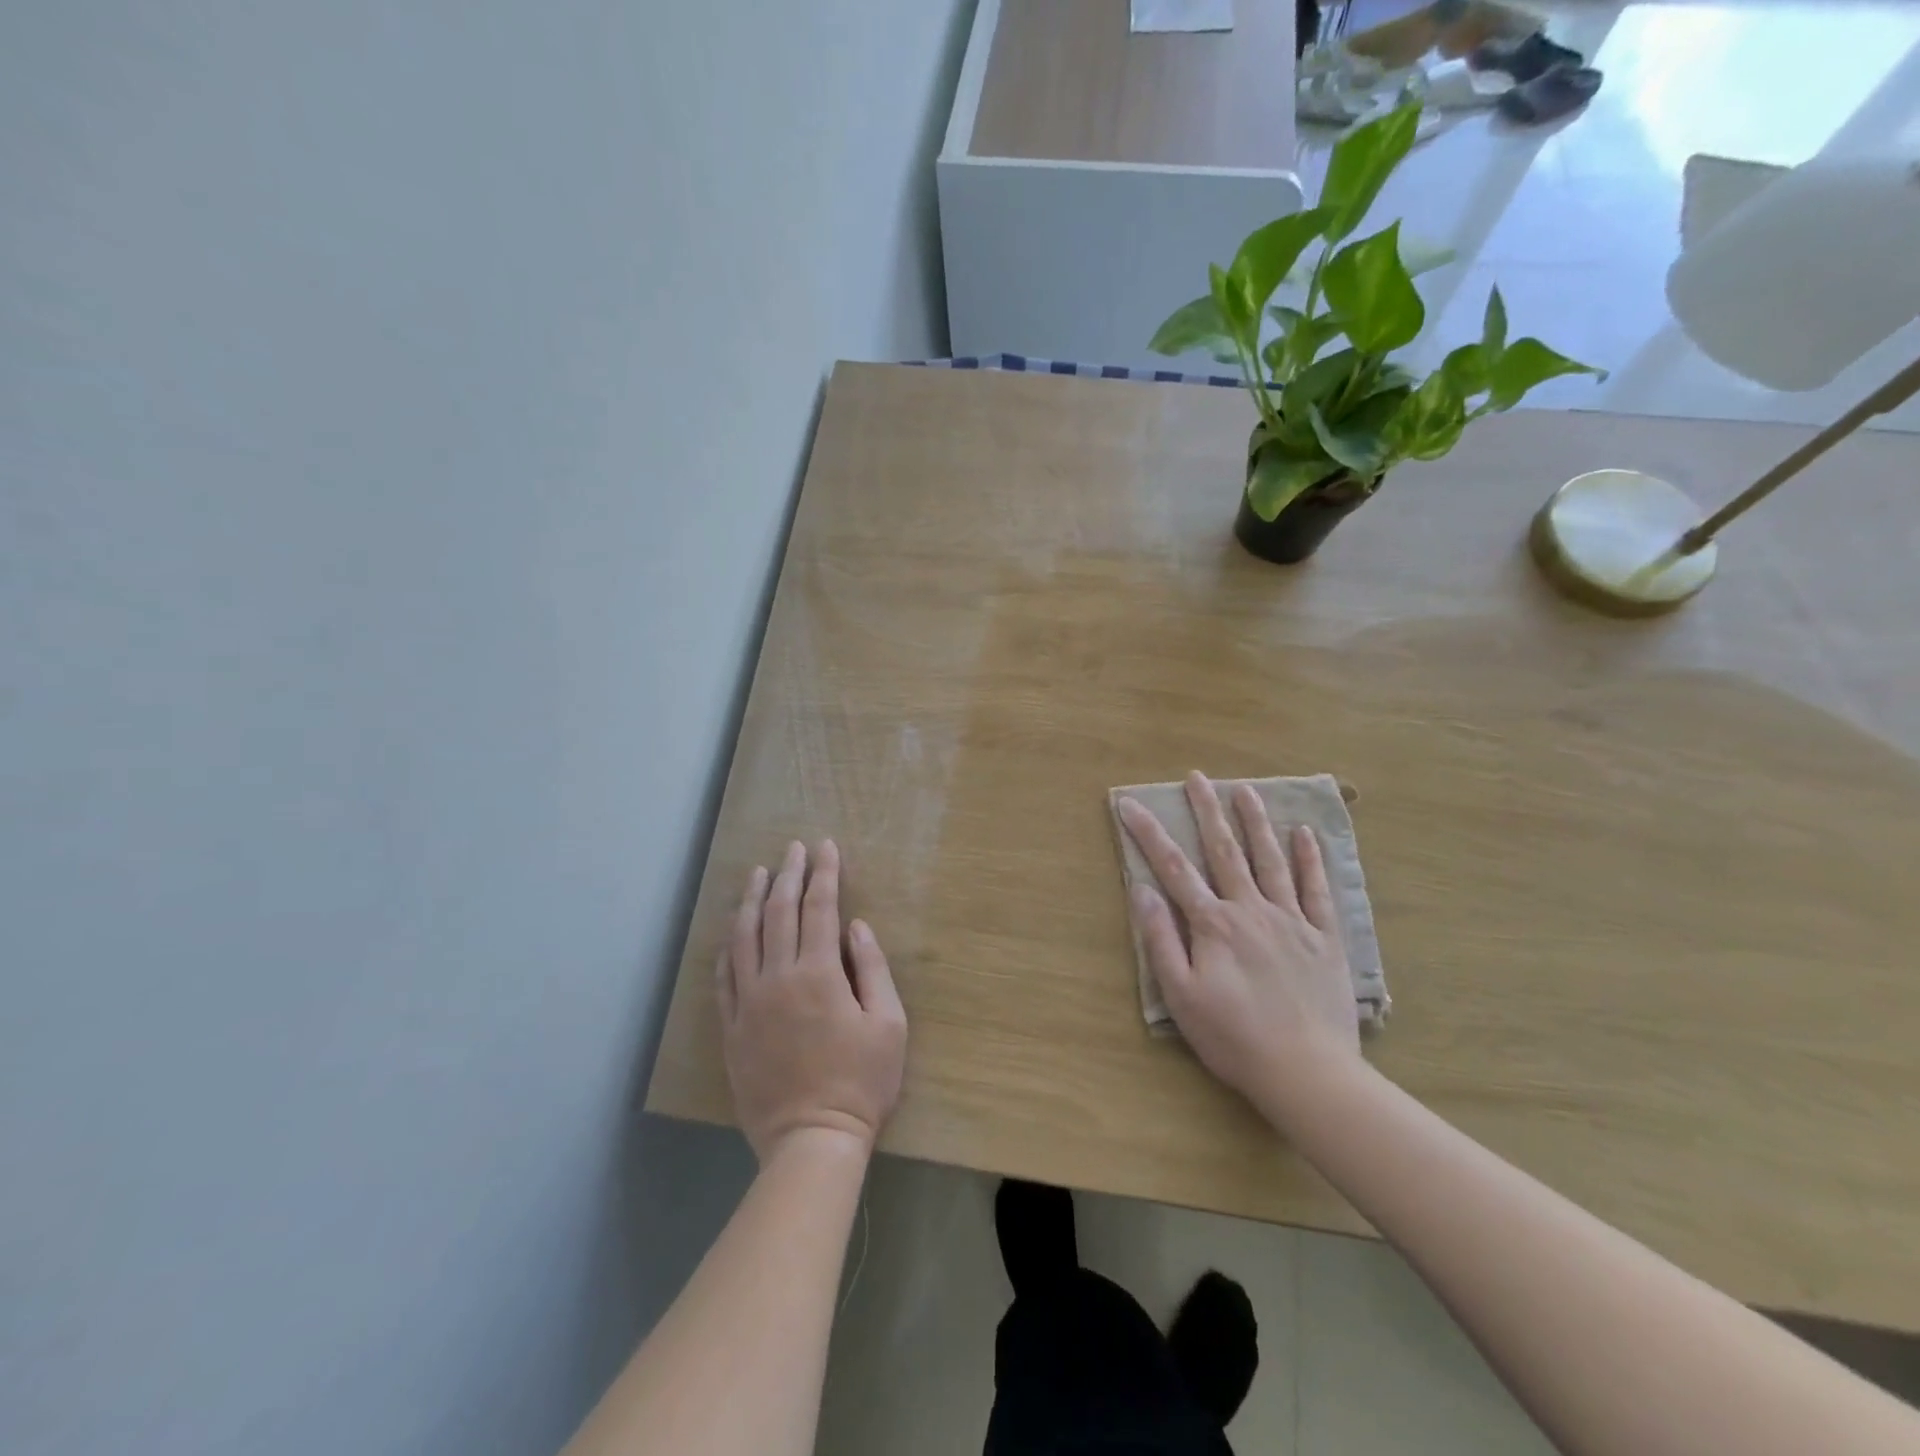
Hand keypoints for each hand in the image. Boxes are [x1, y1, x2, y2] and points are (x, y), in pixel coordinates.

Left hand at [718, 839, 906, 1162]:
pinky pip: (724, 977)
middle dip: (789, 875)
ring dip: (752, 900)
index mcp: (818, 974)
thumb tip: (856, 927)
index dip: (824, 874)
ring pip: (744, 938)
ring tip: (758, 874)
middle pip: (779, 913)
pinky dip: (728, 947)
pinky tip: (732, 932)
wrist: (811, 1141)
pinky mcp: (732, 1028)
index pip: (820, 908)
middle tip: (794, 848)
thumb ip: (872, 969)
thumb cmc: (861, 1082)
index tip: (826, 847)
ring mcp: (748, 1003)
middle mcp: (777, 979)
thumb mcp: (888, 1024)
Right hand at [1118, 773, 1361, 1114]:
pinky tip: (1304, 834)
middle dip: (1207, 811)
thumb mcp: (1180, 995)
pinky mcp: (1324, 937)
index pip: (1173, 868)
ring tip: (1244, 790)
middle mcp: (1251, 909)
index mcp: (1213, 923)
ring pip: (1271, 860)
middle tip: (1197, 777)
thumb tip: (1142, 889)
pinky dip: (1310, 859)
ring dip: (1256, 822)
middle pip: (1225, 850)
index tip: (1130, 804)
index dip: (1148, 833)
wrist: (1307, 1072)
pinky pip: (1316, 889)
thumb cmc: (1233, 1037)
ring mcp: (1291, 920)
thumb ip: (1160, 939)